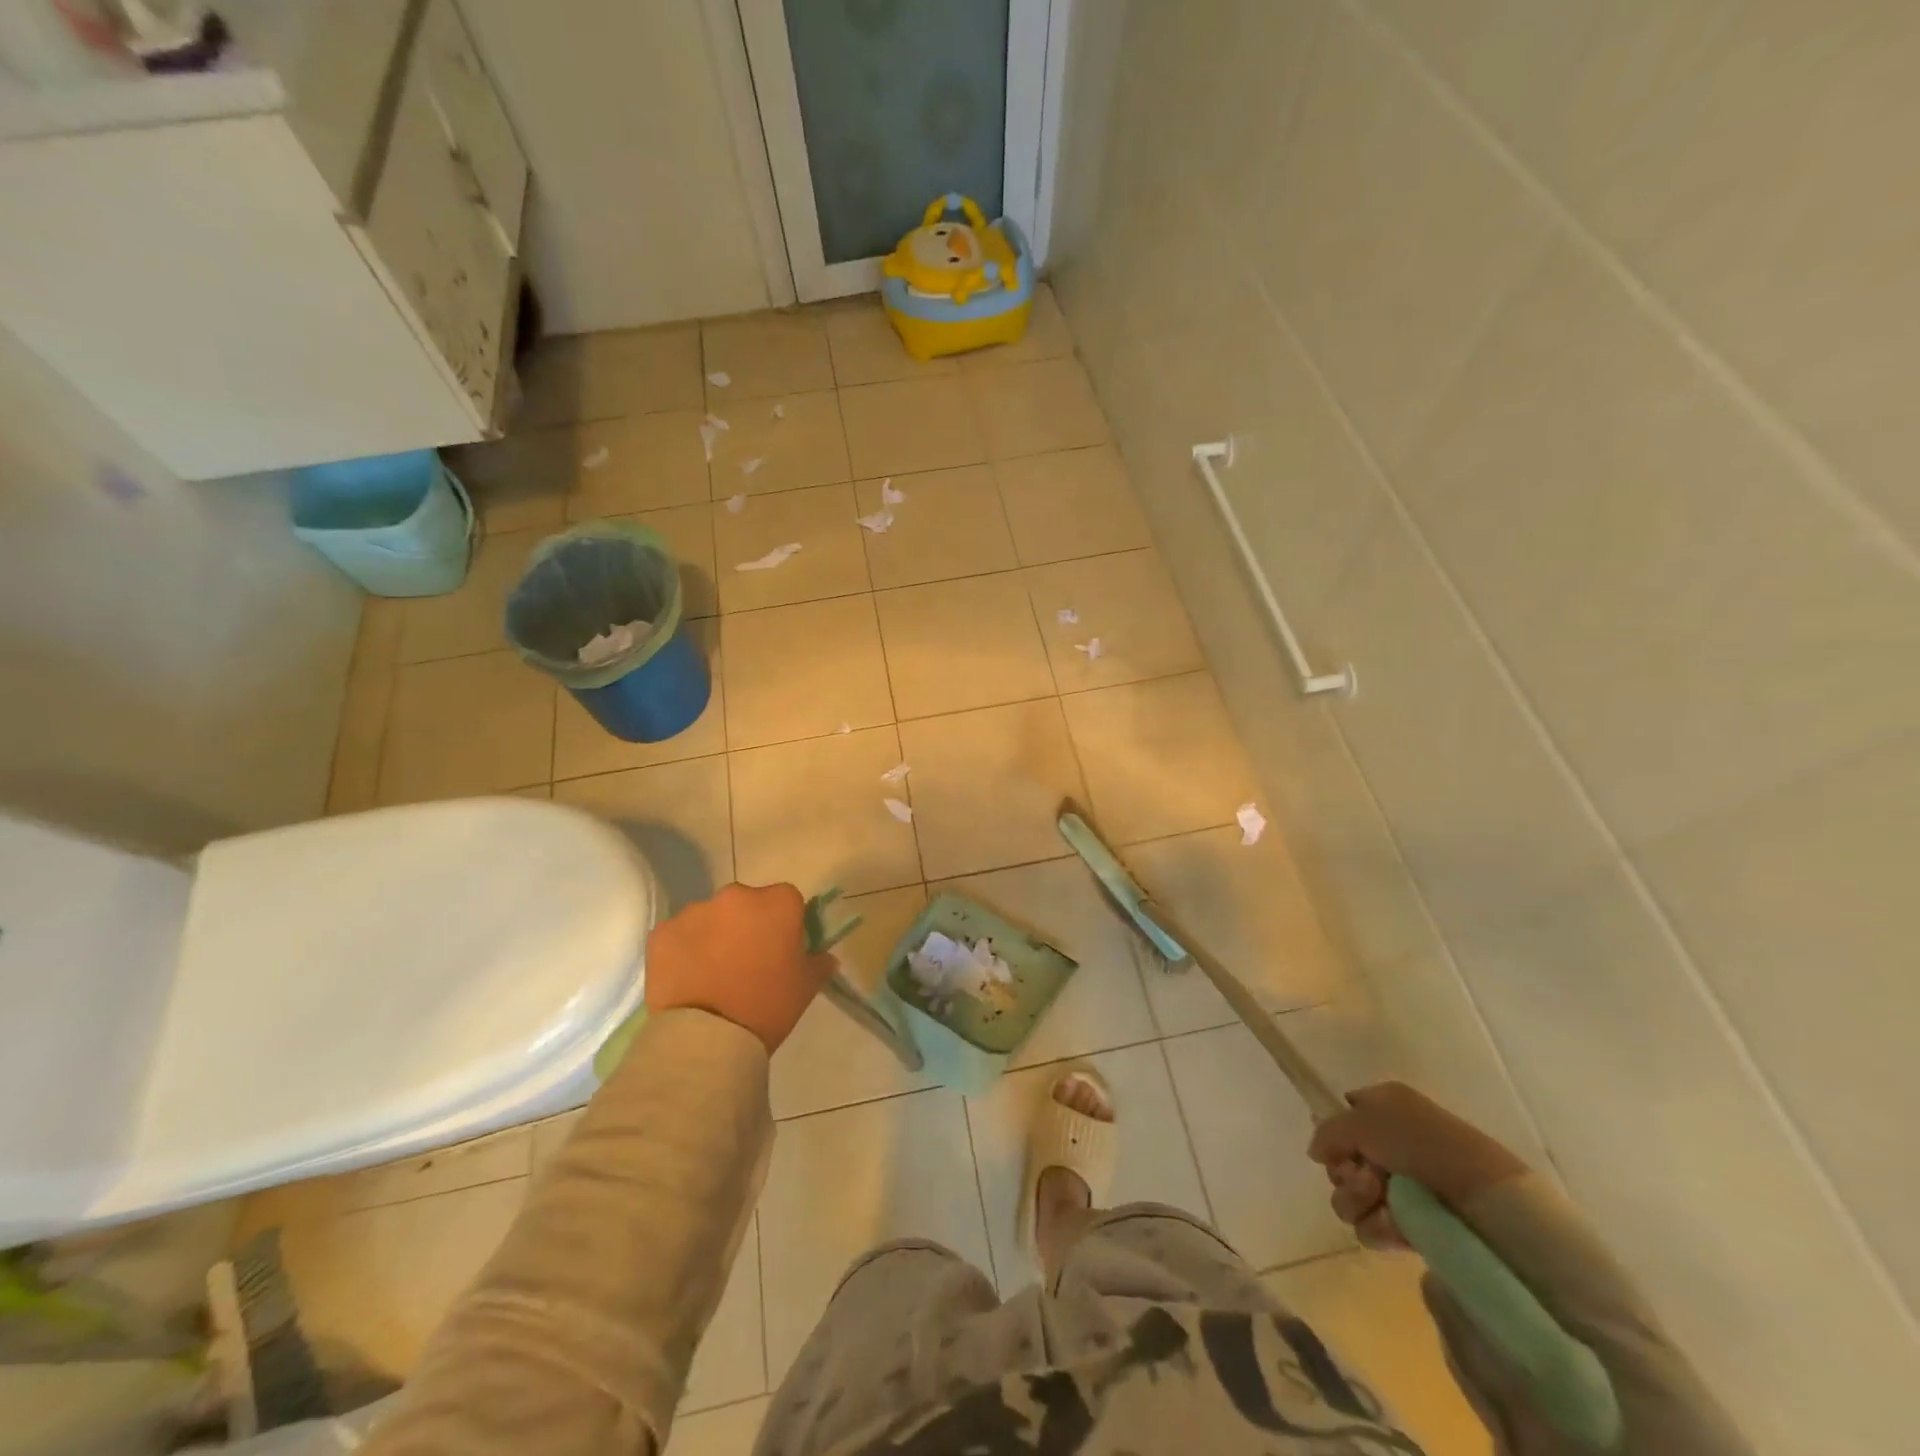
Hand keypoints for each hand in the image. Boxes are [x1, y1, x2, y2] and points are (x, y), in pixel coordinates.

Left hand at [644, 882, 836, 1054]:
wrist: (708, 1039)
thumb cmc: (767, 1006)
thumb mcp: (806, 987)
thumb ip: (819, 963)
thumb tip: (824, 956)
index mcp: (777, 902)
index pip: (787, 900)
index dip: (785, 923)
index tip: (780, 948)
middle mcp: (736, 896)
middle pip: (746, 903)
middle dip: (747, 924)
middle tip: (746, 962)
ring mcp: (695, 911)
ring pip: (710, 917)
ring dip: (714, 935)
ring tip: (712, 974)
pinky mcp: (662, 932)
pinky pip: (679, 935)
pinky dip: (683, 950)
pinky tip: (687, 978)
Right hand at [1307, 1082, 1529, 1247]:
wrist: (1483, 1198)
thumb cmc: (1422, 1143)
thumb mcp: (1364, 1120)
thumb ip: (1328, 1131)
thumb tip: (1316, 1153)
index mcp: (1384, 1108)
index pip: (1342, 1116)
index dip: (1334, 1133)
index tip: (1338, 1146)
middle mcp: (1389, 1144)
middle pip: (1340, 1162)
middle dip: (1345, 1172)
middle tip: (1367, 1175)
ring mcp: (1400, 1188)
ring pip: (1349, 1198)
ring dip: (1358, 1199)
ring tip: (1381, 1199)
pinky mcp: (1410, 1226)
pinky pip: (1370, 1228)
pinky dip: (1378, 1226)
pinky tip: (1396, 1225)